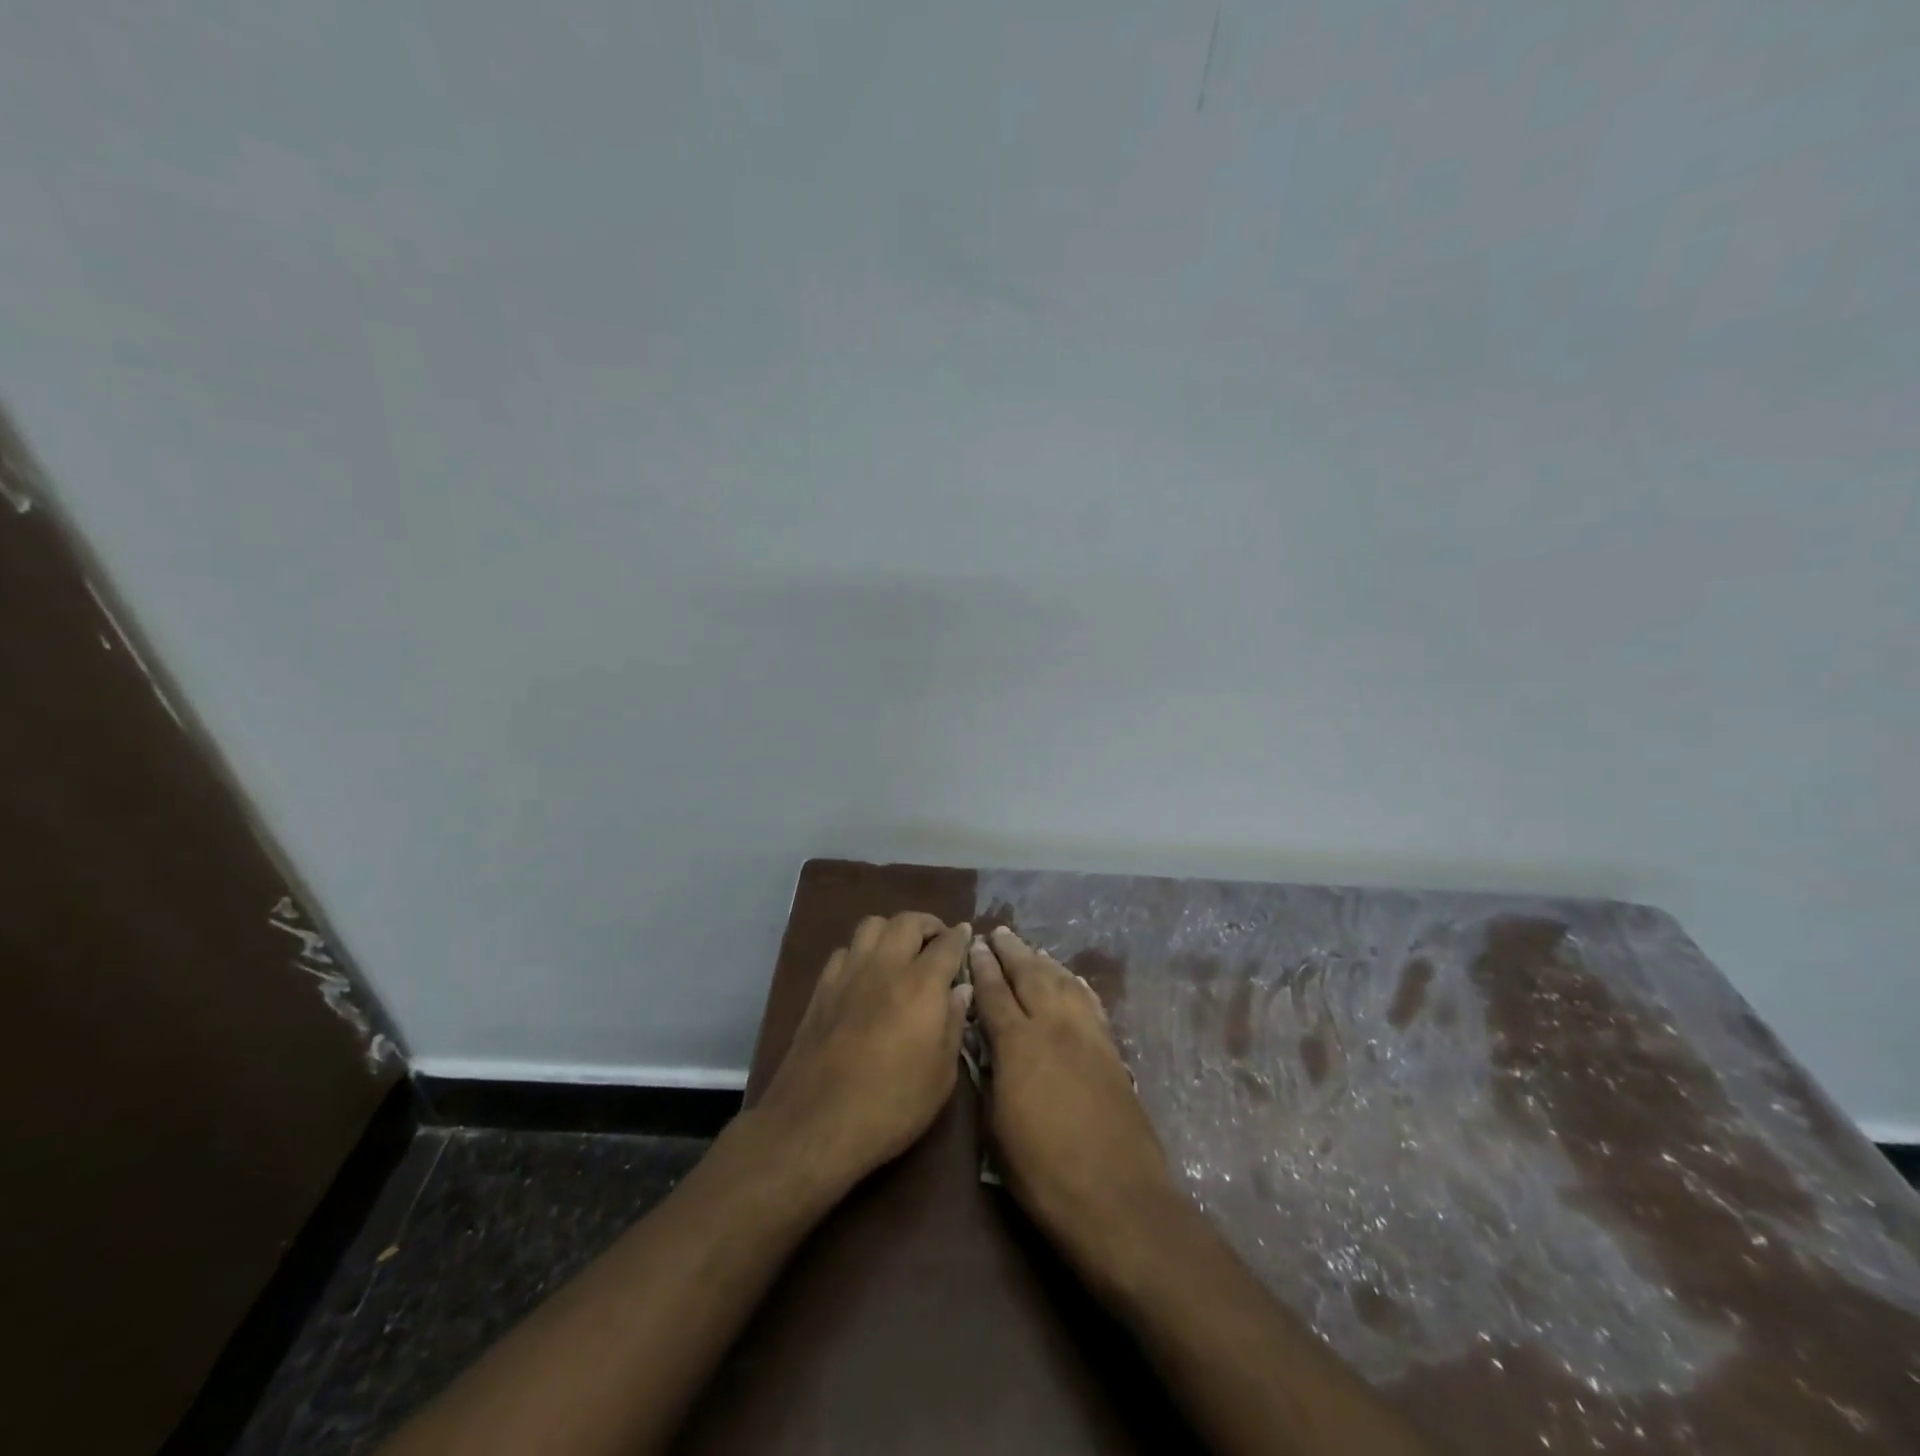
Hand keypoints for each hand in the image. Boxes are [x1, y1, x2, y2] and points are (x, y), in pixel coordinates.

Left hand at [755, 912, 972, 1193]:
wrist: (816, 1124)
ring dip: (892, 930)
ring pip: (872, 925)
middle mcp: (885, 967)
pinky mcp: (822, 988)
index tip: (967, 935)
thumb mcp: (941, 1076)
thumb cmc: (891, 1106)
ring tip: (901, 951)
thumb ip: (953, 1025)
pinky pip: (845, 950)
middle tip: (938, 942)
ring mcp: (849, 973)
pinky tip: (866, 974)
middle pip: (907, 921)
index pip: (947, 943)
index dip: (960, 936)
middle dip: (928, 924)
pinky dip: (862, 952)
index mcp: (921, 985)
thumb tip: (960, 991)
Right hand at [969, 927, 1175, 1276]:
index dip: (982, 967)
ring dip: (1044, 961)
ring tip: (1031, 949)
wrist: (1118, 1200)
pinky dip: (1076, 985)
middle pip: (1030, 975)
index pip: (995, 993)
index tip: (974, 945)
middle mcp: (1054, 1027)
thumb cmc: (1045, 1175)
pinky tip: (1071, 980)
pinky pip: (1090, 1003)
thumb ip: (990, 1081)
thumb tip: (987, 1052)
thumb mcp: (997, 1131)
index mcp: (1018, 1045)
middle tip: (998, 932)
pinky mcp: (1112, 1051)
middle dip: (1012, 952)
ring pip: (1063, 982)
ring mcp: (1088, 1036)